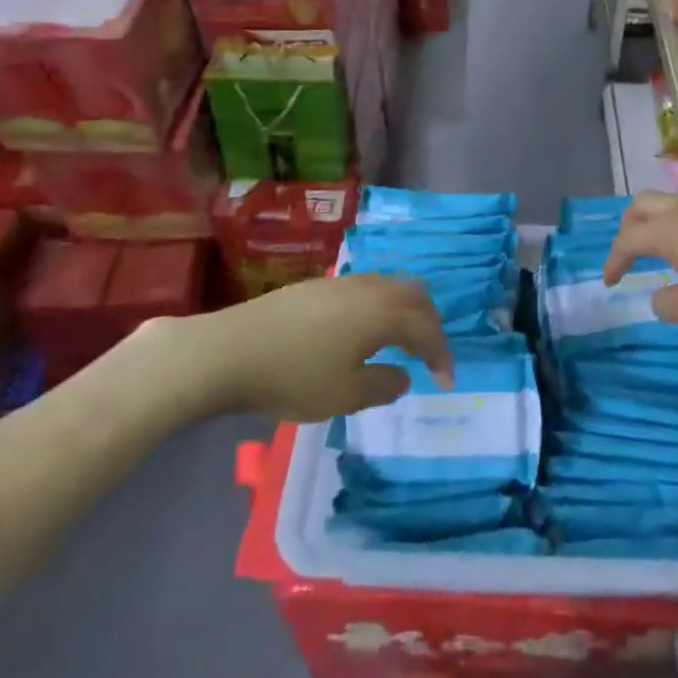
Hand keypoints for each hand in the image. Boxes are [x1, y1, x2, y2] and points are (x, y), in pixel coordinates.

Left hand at [141, 274, 454, 422]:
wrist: (230, 350)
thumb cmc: (294, 376)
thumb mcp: (345, 394)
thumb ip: (383, 385)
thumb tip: (404, 376)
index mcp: (383, 312)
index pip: (426, 328)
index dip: (442, 354)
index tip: (447, 382)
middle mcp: (369, 288)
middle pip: (414, 295)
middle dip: (429, 323)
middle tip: (431, 353)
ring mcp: (341, 282)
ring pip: (389, 287)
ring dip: (404, 311)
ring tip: (400, 340)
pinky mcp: (317, 285)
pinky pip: (366, 289)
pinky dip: (380, 307)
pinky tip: (363, 330)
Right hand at [604, 191, 677, 336]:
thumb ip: (667, 304)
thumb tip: (661, 294)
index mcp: (671, 230)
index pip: (629, 238)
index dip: (614, 260)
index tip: (610, 283)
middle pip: (643, 203)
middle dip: (628, 227)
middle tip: (628, 254)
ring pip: (670, 201)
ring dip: (655, 221)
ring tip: (659, 250)